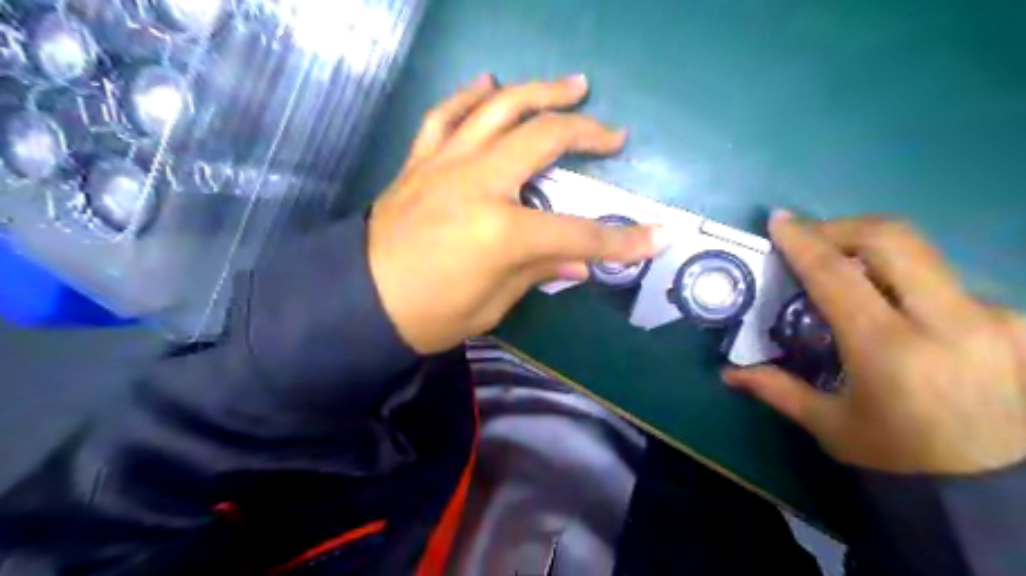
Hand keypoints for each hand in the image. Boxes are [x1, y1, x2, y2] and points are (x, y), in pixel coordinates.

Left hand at [365, 75, 661, 353]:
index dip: (622, 240)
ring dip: (541, 91)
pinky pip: (447, 114)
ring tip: (572, 86)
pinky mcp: (421, 160)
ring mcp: (446, 163)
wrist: (360, 302)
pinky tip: (490, 83)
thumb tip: (578, 265)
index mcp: (502, 232)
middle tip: (614, 135)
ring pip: (499, 108)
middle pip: (544, 139)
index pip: (578, 234)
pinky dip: (471, 94)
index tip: (658, 235)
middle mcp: (478, 183)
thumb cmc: (430, 315)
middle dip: (588, 133)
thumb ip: (538, 272)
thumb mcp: (493, 305)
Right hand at [720, 211, 1025, 471]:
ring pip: (921, 257)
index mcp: (890, 350)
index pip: (838, 275)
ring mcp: (994, 316)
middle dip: (842, 227)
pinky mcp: (1017, 320)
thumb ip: (776, 389)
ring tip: (849, 276)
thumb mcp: (829, 424)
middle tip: (811, 238)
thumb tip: (727, 373)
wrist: (1001, 490)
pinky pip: (947, 282)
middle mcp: (949, 322)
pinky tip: (895, 306)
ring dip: (874, 257)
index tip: (780, 220)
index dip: (804, 242)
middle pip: (892, 239)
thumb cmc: (900, 457)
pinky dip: (907, 282)